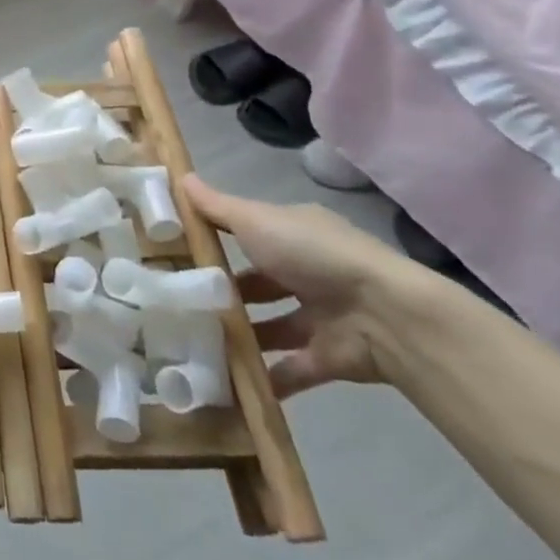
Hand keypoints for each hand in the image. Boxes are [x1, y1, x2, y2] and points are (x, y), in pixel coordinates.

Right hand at [181, 173, 425, 399]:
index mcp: (293, 234)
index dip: (214, 241)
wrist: (385, 316)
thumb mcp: (256, 221)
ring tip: (190, 343)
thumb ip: (217, 207)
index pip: (248, 234)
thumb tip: (181, 176)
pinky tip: (223, 382)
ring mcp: (319, 317)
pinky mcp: (326, 358)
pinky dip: (263, 378)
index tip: (174, 252)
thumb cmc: (312, 254)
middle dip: (222, 293)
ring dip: (238, 336)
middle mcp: (307, 273)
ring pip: (269, 327)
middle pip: (257, 284)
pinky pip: (288, 369)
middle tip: (176, 302)